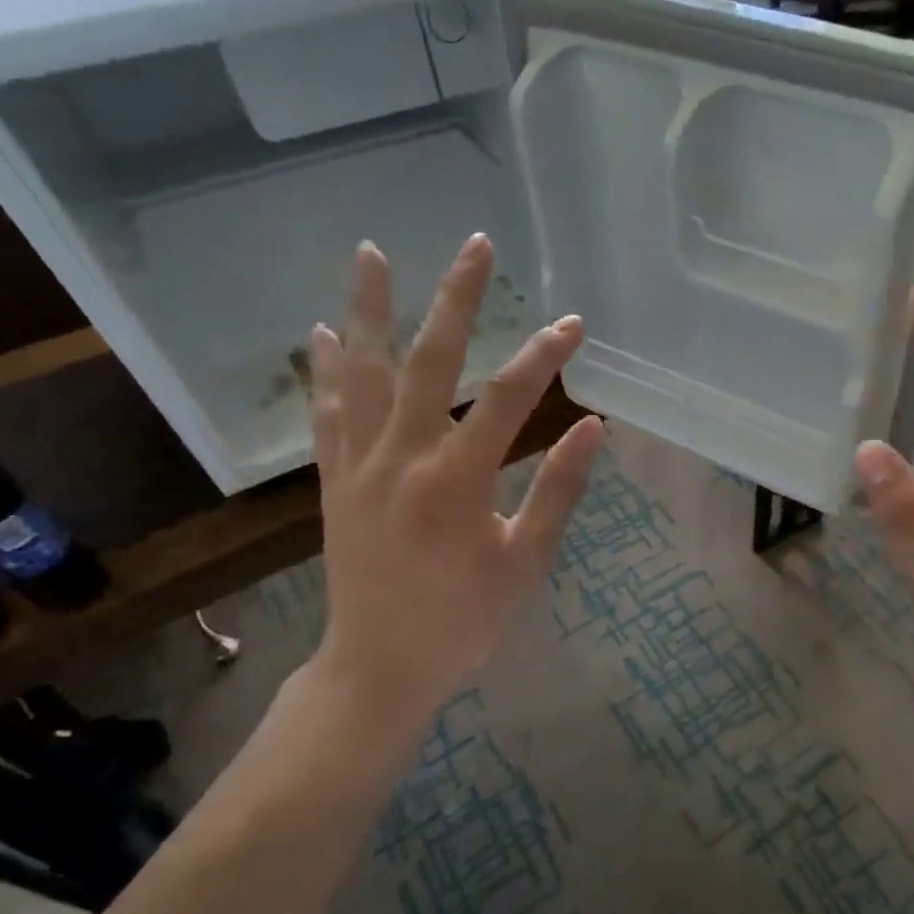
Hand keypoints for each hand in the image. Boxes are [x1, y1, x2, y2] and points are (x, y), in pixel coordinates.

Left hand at [302, 236, 602, 740]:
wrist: (379, 668)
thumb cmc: (463, 620)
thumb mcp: (525, 561)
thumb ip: (558, 490)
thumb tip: (593, 427)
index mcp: (456, 481)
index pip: (508, 400)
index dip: (544, 357)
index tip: (574, 325)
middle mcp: (402, 457)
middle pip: (429, 361)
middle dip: (456, 299)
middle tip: (474, 245)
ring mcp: (358, 465)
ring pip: (362, 373)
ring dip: (368, 309)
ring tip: (370, 252)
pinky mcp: (333, 480)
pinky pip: (327, 413)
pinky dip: (325, 370)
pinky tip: (321, 332)